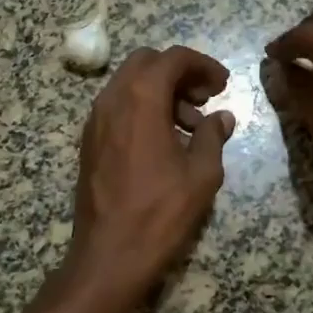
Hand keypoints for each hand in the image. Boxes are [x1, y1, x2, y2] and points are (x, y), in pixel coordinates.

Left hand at [65, 46, 235, 302]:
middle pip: (146, 63)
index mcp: (141, 99)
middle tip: (205, 98)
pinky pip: (118, 107)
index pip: (173, 58)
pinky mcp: (89, 141)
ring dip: (161, 91)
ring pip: (129, 84)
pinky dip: (142, 108)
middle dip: (179, 73)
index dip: (202, 65)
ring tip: (190, 126)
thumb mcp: (201, 174)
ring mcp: (95, 120)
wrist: (109, 254)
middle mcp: (112, 100)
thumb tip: (222, 118)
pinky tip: (164, 140)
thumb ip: (212, 136)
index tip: (222, 85)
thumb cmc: (161, 212)